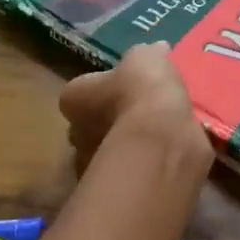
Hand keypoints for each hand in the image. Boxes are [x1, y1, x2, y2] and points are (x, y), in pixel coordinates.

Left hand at [58, 42, 209, 168]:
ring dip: (127, 147)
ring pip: (109, 153)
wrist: (161, 139)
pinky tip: (166, 156)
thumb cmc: (143, 91)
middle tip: (140, 115)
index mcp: (73, 97)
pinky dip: (144, 166)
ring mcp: (94, 165)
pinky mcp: (117, 188)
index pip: (80, 93)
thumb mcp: (147, 58)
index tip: (124, 89)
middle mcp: (75, 134)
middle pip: (90, 126)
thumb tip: (157, 51)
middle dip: (110, 122)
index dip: (101, 90)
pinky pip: (130, 173)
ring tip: (158, 138)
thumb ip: (148, 56)